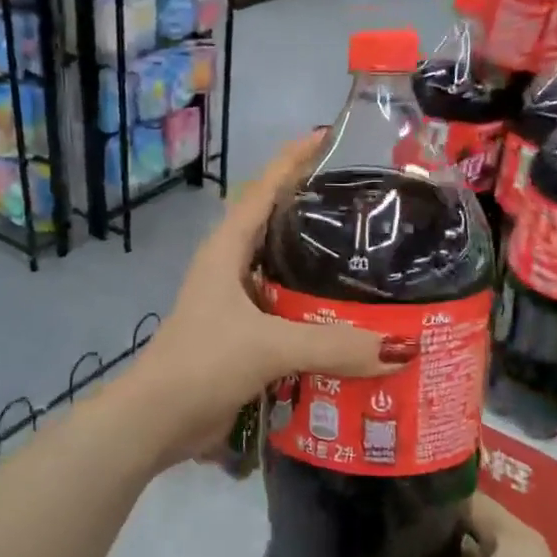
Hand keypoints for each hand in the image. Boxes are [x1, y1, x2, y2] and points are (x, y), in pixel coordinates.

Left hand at [132, 131, 390, 468]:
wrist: (156, 420)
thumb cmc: (203, 363)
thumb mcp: (267, 346)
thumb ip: (333, 344)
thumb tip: (401, 348)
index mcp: (226, 251)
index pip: (263, 189)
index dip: (293, 159)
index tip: (327, 135)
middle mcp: (230, 269)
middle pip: (276, 227)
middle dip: (315, 212)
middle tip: (368, 206)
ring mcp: (235, 305)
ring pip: (284, 274)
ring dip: (319, 270)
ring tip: (372, 262)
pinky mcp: (243, 338)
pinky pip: (288, 315)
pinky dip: (316, 315)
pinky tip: (351, 323)